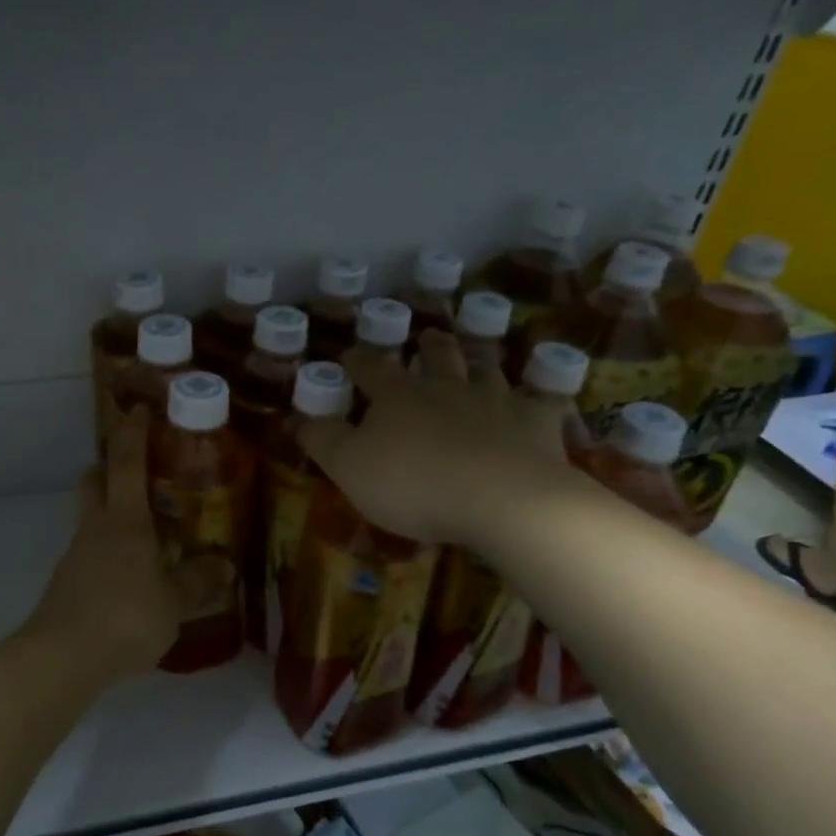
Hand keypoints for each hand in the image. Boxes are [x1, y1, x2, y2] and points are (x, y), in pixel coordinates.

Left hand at [26, 409, 179, 680]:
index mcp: (124, 520)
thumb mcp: (174, 602)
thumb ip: (197, 581)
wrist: (62, 658)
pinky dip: (108, 552)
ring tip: (147, 534)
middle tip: (140, 474)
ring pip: (90, 518)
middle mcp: (95, 528)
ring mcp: (76, 555)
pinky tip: (130, 577)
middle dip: (110, 468)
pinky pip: (90, 553)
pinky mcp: (67, 584)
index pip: (126, 462)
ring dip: (111, 513)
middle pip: (94, 481)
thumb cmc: (124, 617)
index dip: (133, 432)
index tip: (139, 409)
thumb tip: (224, 566)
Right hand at [298, 330, 572, 545]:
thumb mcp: (349, 467)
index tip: (348, 357)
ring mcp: (496, 400)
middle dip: (427, 345)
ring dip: (477, 360)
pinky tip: (538, 402)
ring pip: (486, 369)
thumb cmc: (413, 483)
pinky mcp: (536, 423)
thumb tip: (296, 418)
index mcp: (397, 395)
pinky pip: (540, 403)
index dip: (356, 360)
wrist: (501, 499)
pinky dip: (536, 399)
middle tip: (426, 337)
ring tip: (475, 356)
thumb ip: (322, 441)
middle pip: (436, 355)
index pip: (369, 367)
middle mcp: (447, 386)